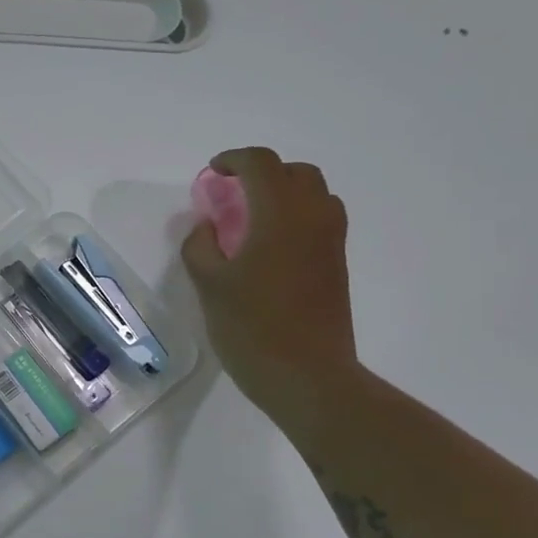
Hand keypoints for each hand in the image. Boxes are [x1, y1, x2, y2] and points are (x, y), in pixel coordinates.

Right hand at [181, 147, 359, 427]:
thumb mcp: (209, 286)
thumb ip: (200, 247)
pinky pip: (321, 222)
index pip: (262, 164)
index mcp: (280, 215)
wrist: (307, 377)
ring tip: (252, 219)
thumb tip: (207, 226)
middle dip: (264, 173)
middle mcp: (313, 219)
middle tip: (233, 194)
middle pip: (296, 173)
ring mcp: (331, 244)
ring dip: (285, 193)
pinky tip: (270, 248)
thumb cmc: (252, 328)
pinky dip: (296, 218)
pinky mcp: (336, 268)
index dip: (234, 160)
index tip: (212, 173)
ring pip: (315, 196)